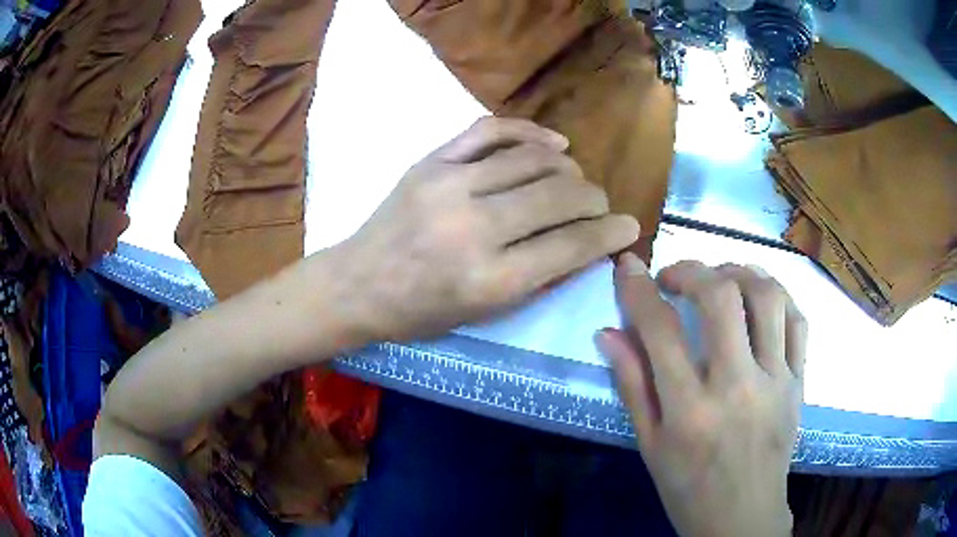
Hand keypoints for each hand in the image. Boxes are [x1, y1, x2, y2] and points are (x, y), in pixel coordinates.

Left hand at [338, 117, 639, 341]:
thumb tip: (587, 246)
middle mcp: (475, 228)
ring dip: (569, 169)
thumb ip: (539, 279)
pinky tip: (552, 142)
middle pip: (560, 196)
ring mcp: (450, 185)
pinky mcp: (431, 161)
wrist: (356, 284)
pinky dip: (529, 131)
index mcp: (491, 280)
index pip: (572, 245)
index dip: (610, 234)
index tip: (629, 226)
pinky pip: (490, 131)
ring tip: (576, 180)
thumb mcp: (484, 314)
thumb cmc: (419, 313)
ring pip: (534, 159)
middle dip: (594, 199)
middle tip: (600, 205)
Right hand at [597, 255, 806, 536]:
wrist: (743, 516)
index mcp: (690, 411)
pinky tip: (759, 298)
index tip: (629, 267)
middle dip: (692, 271)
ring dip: (738, 272)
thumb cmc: (688, 488)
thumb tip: (608, 333)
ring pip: (767, 297)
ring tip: (720, 278)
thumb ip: (632, 385)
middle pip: (722, 297)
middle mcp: (736, 387)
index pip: (661, 331)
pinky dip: (777, 295)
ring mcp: (775, 381)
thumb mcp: (650, 445)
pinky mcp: (799, 382)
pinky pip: (797, 320)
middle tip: (676, 278)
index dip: (639, 289)